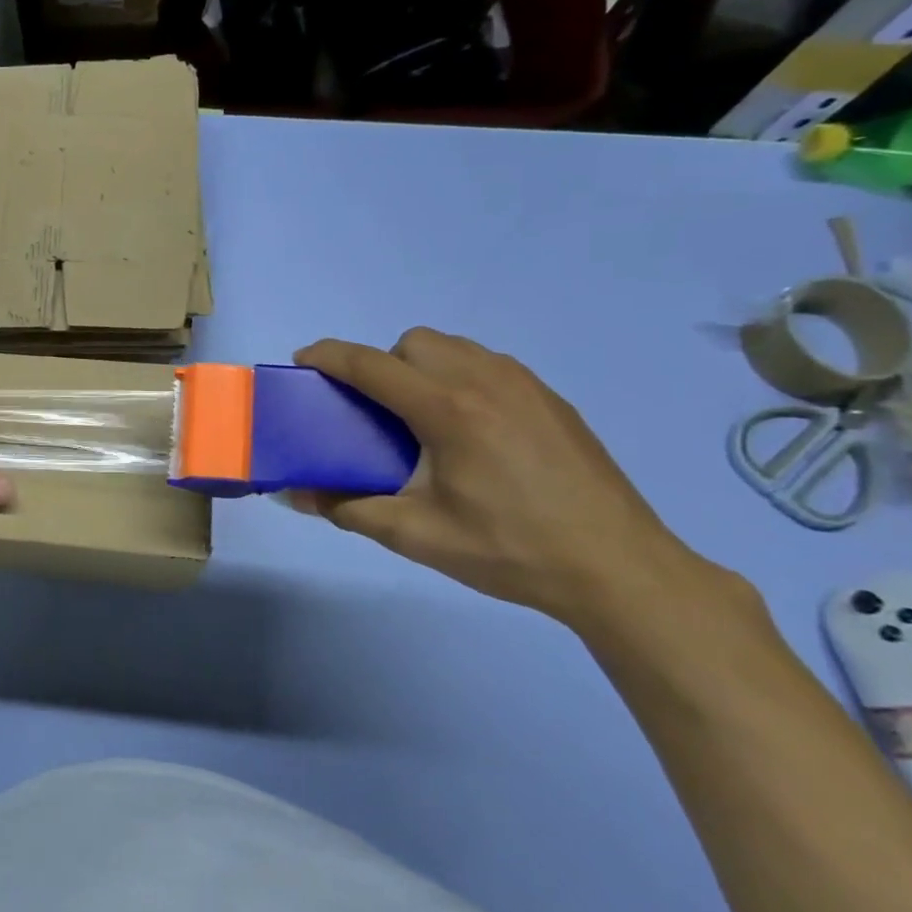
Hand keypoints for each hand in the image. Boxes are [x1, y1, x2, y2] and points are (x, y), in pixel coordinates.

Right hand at [291, 331, 724, 633]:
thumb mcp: (416, 536)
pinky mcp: (552, 400)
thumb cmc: (508, 550)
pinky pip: (488, 364)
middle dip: (382, 363)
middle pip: (414, 342)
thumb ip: (347, 509)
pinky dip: (460, 377)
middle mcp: (485, 381)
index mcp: (447, 410)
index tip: (302, 362)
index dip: (329, 356)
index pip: (371, 364)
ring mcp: (525, 385)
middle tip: (377, 411)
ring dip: (422, 366)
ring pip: (455, 347)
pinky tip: (471, 431)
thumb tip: (294, 496)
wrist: (616, 569)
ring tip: (423, 419)